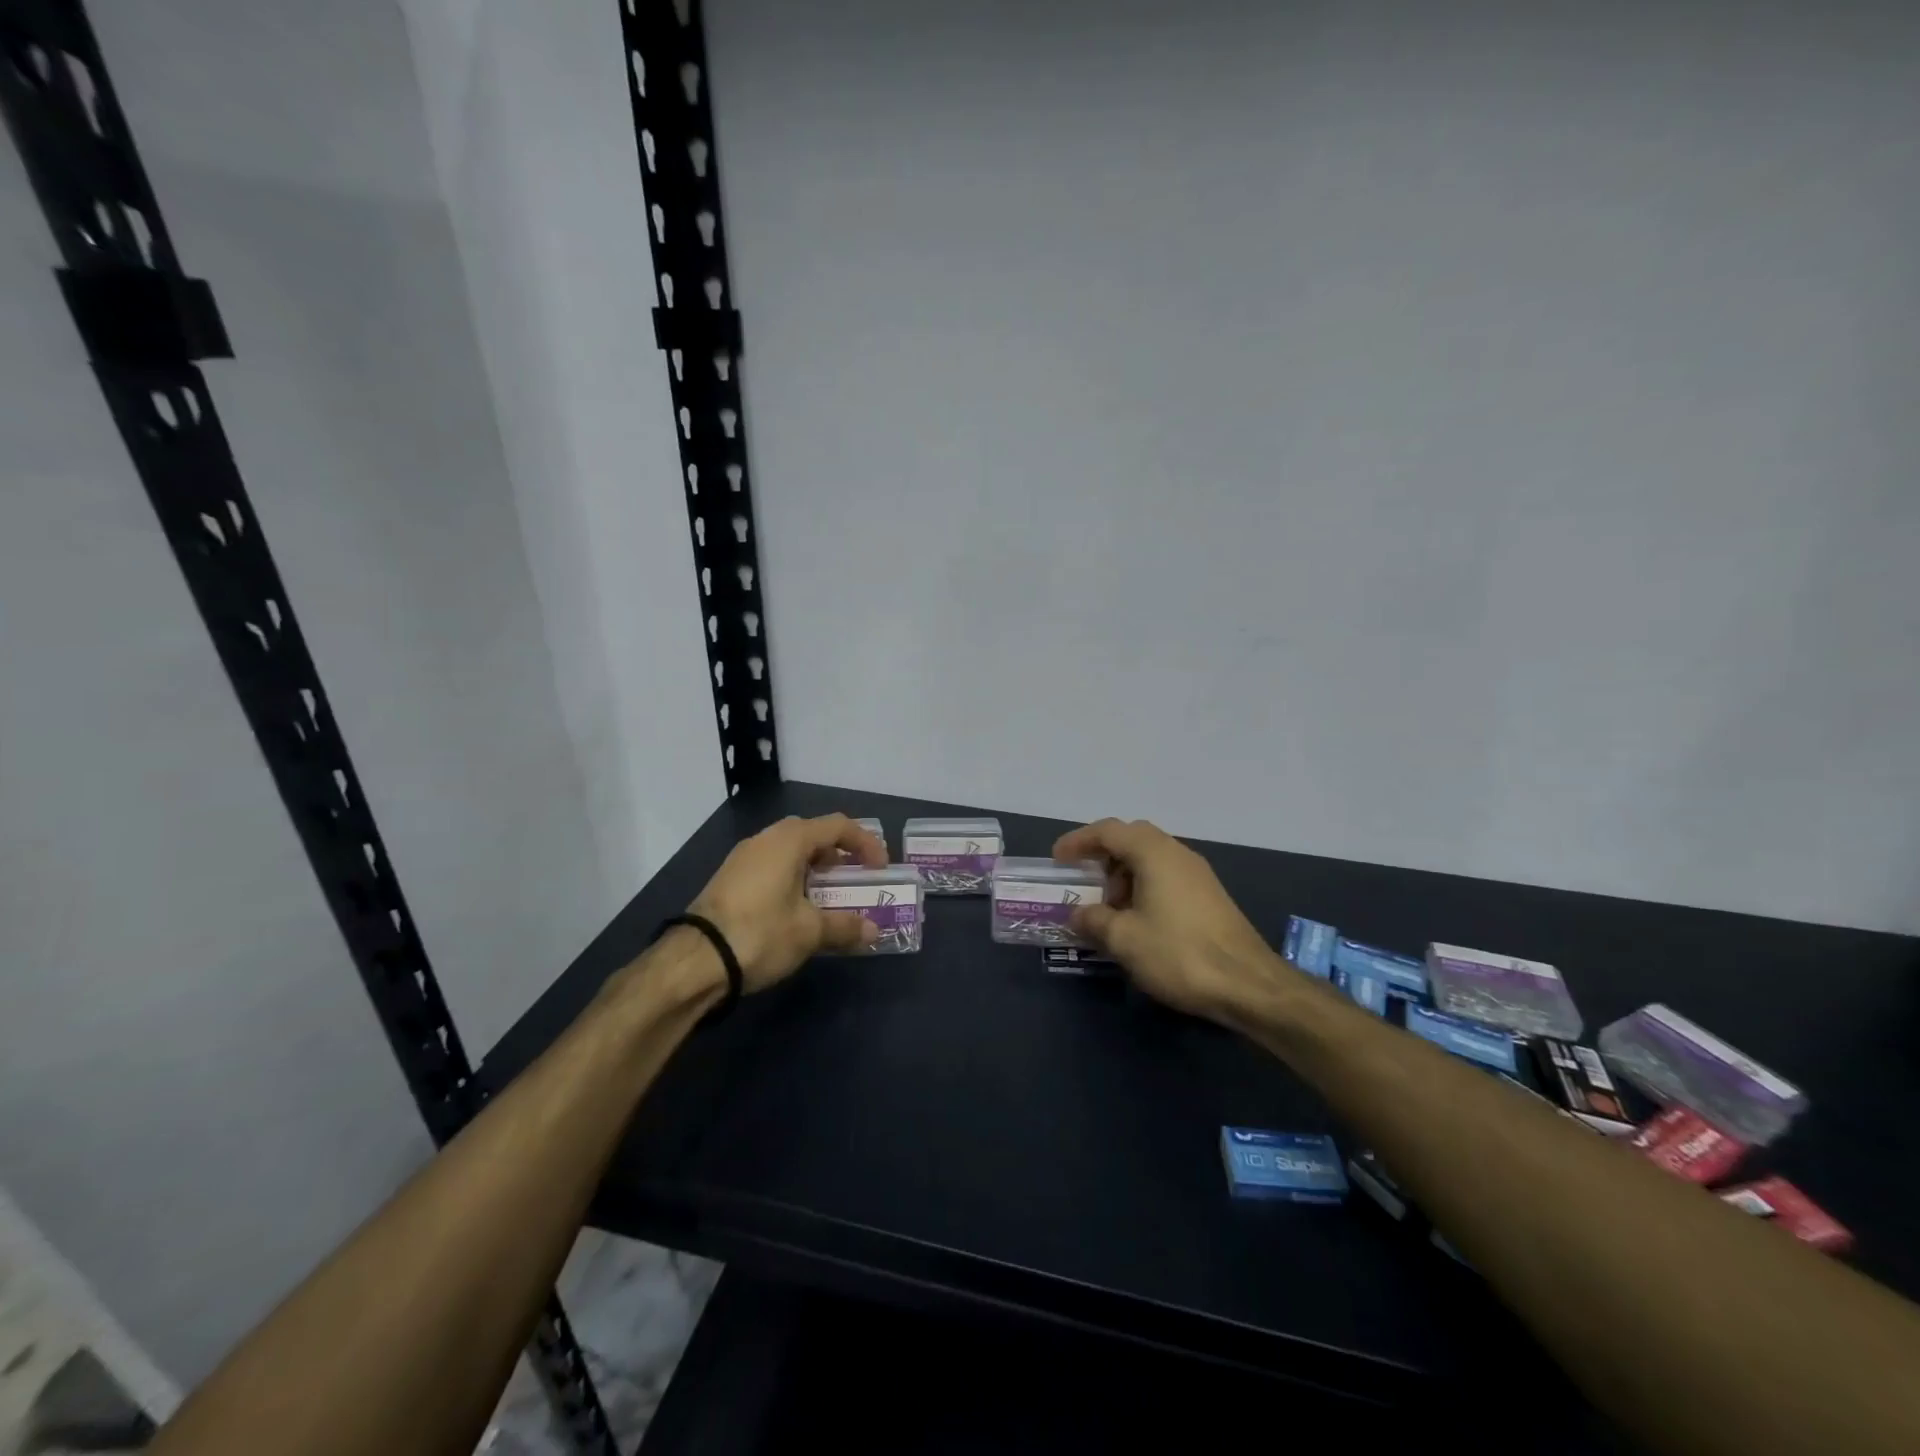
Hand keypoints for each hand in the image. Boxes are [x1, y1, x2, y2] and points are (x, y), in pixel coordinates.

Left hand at [688, 814, 885, 989]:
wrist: (694, 960)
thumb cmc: (761, 933)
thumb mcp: (809, 932)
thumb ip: (845, 926)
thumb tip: (873, 931)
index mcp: (789, 840)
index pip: (838, 826)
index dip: (865, 843)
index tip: (879, 869)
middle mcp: (765, 839)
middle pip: (812, 834)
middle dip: (838, 855)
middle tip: (854, 879)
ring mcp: (742, 858)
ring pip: (789, 851)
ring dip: (814, 868)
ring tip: (827, 897)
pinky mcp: (729, 879)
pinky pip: (771, 867)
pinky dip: (792, 878)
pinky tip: (795, 909)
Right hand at [1052, 818, 1278, 1021]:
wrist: (1248, 984)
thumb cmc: (1178, 953)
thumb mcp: (1124, 939)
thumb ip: (1094, 920)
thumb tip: (1078, 914)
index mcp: (1154, 853)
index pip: (1108, 831)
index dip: (1079, 841)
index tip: (1059, 859)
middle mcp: (1177, 853)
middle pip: (1132, 839)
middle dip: (1103, 857)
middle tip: (1086, 883)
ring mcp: (1198, 874)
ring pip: (1151, 859)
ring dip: (1124, 876)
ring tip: (1111, 911)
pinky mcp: (1209, 896)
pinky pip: (1167, 876)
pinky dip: (1144, 888)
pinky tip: (1139, 922)